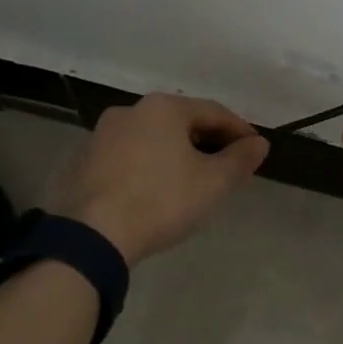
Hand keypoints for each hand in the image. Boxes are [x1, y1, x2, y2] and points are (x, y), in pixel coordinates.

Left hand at [53, 94, 269, 264]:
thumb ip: (240, 160)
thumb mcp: (213, 183)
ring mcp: (101, 135)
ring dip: (175, 153)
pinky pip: (127, 157)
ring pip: (151, 138)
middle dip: (207, 141)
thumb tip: (259, 144)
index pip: (214, 111)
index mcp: (164, 108)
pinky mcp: (83, 161)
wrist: (91, 235)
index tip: (255, 150)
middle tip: (226, 165)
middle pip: (181, 121)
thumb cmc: (161, 201)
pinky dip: (147, 166)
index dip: (239, 130)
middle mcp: (130, 110)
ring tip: (191, 179)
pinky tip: (154, 191)